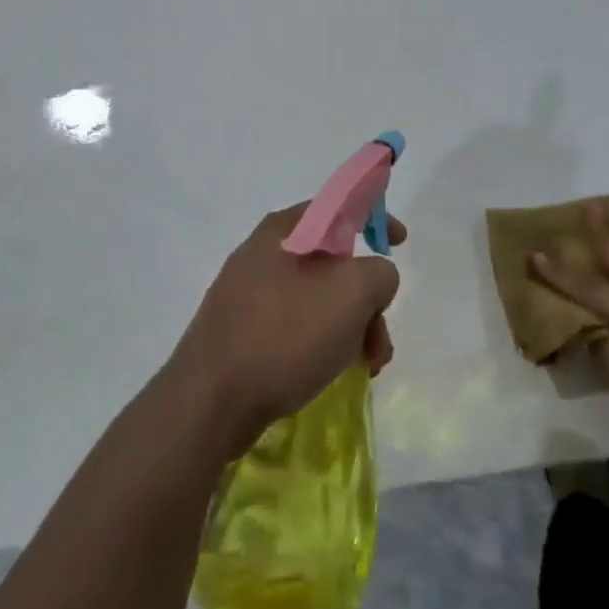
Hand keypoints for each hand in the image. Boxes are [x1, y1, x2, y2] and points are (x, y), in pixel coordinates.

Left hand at [169, 205, 404, 456]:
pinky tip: (331, 372)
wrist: (209, 403)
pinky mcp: (242, 332)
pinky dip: (323, 343)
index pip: (339, 205)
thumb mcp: (352, 293)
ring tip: (365, 366)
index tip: (400, 242)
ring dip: (351, 327)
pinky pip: (296, 325)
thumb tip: (373, 280)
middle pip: (334, 262)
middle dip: (367, 298)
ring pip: (319, 299)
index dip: (375, 216)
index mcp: (285, 230)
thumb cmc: (284, 335)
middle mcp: (264, 254)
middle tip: (379, 336)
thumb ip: (379, 272)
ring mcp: (248, 294)